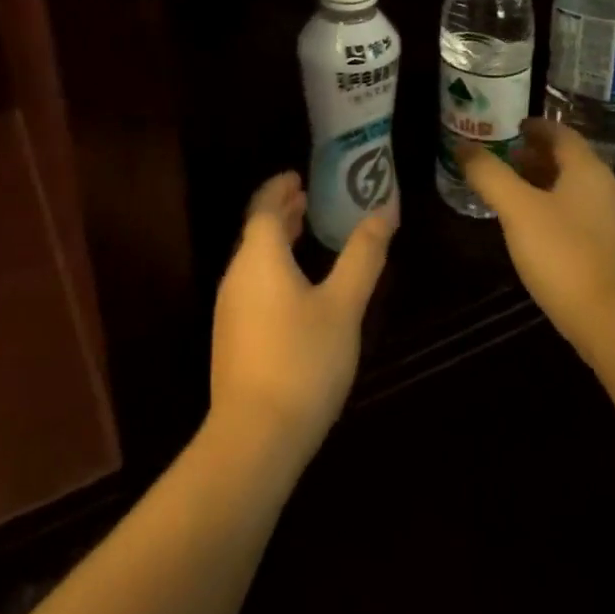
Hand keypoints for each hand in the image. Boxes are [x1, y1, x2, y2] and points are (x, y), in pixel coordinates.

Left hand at [209, 172, 393, 466]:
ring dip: (276, 239)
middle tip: (308, 199)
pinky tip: (293, 288)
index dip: (281, 187)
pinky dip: (271, 267)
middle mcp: (237, 272)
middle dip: (281, 211)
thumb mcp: (343, 306)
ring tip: (304, 235)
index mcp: (260, 254)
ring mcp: (229, 305)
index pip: (264, 205)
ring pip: (253, 257)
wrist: (254, 436)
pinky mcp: (231, 335)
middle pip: (256, 229)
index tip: (299, 177)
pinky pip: (251, 282)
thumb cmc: (302, 360)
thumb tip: (384, 210)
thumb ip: (363, 256)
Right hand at [457, 119, 614, 354]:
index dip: (536, 127)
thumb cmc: (564, 255)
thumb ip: (489, 174)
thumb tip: (463, 147)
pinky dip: (561, 211)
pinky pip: (586, 218)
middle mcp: (611, 190)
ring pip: (579, 191)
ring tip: (517, 194)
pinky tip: (540, 232)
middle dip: (538, 157)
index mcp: (590, 171)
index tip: (512, 128)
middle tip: (506, 160)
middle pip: (572, 162)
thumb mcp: (516, 209)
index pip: (562, 134)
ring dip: (548, 185)